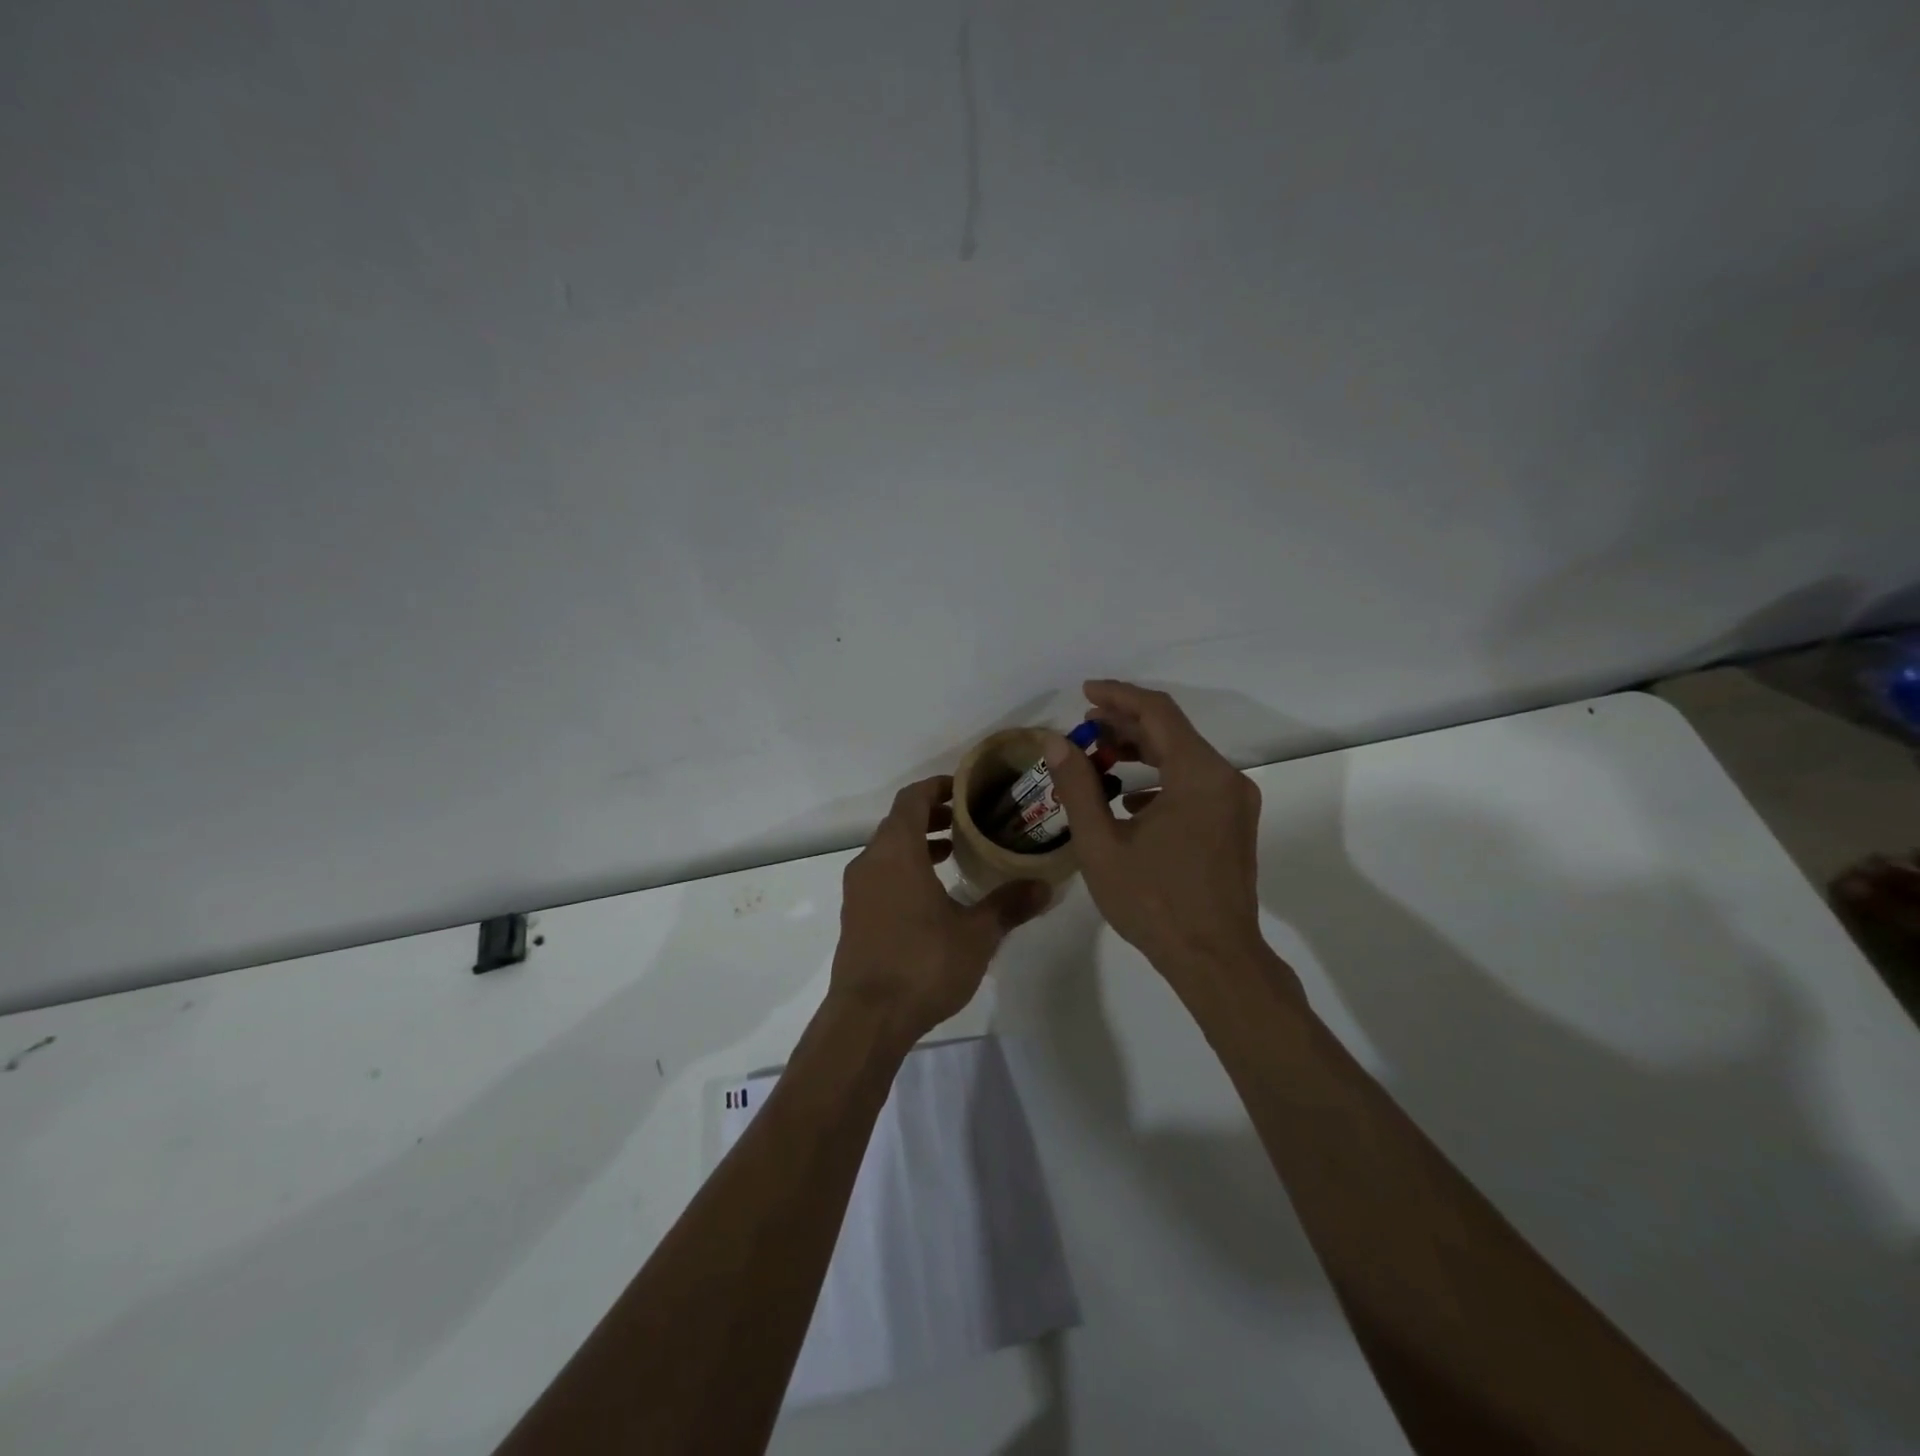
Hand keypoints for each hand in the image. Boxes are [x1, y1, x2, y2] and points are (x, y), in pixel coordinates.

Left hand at [831, 776, 1049, 1042]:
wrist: (867, 1018)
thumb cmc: (923, 964)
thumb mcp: (976, 934)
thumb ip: (1009, 904)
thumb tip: (1046, 886)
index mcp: (896, 851)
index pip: (912, 799)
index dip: (937, 787)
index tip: (965, 789)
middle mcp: (871, 862)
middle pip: (899, 822)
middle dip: (933, 816)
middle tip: (970, 820)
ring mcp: (858, 891)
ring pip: (888, 851)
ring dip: (919, 844)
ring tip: (955, 853)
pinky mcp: (855, 916)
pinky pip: (881, 875)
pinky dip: (905, 869)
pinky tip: (934, 894)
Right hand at [1045, 681, 1290, 992]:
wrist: (1215, 960)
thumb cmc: (1154, 902)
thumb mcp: (1102, 844)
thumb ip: (1077, 786)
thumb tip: (1056, 742)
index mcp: (1199, 775)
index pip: (1157, 712)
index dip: (1118, 696)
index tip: (1084, 693)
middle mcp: (1226, 779)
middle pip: (1172, 732)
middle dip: (1125, 724)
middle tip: (1083, 728)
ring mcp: (1235, 803)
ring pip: (1184, 758)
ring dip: (1141, 751)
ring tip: (1098, 757)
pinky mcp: (1234, 824)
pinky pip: (1194, 784)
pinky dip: (1160, 779)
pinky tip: (1129, 799)